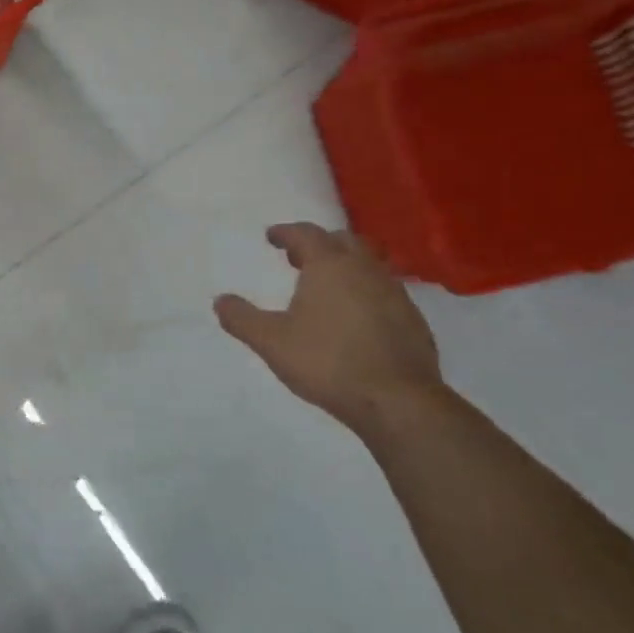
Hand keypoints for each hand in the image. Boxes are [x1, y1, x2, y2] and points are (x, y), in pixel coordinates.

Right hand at [214, 223, 443, 429]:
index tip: (271, 236)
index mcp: (329, 266)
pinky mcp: (413, 319)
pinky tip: (355, 316)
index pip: (306, 234)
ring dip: (345, 265)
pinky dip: (365, 291)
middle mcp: (365, 270)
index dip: (286, 232)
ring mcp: (395, 293)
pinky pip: (384, 290)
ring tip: (326, 285)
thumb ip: (242, 318)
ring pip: (369, 263)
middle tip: (298, 257)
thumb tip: (220, 301)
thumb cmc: (327, 362)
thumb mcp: (271, 342)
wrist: (397, 400)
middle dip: (319, 243)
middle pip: (343, 240)